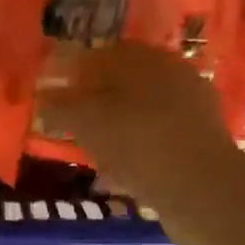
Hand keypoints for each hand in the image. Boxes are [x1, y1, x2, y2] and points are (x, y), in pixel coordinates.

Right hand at [36, 42, 243, 226]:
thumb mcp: (85, 122)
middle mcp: (171, 72)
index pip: (98, 55)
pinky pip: (156, 138)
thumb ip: (59, 107)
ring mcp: (191, 106)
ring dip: (114, 130)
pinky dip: (135, 150)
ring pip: (138, 112)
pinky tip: (121, 173)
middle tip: (71, 129)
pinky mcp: (200, 139)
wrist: (201, 189)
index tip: (53, 102)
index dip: (71, 76)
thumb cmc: (136, 143)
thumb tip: (44, 99)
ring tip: (93, 155)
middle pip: (120, 84)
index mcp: (143, 57)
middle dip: (94, 104)